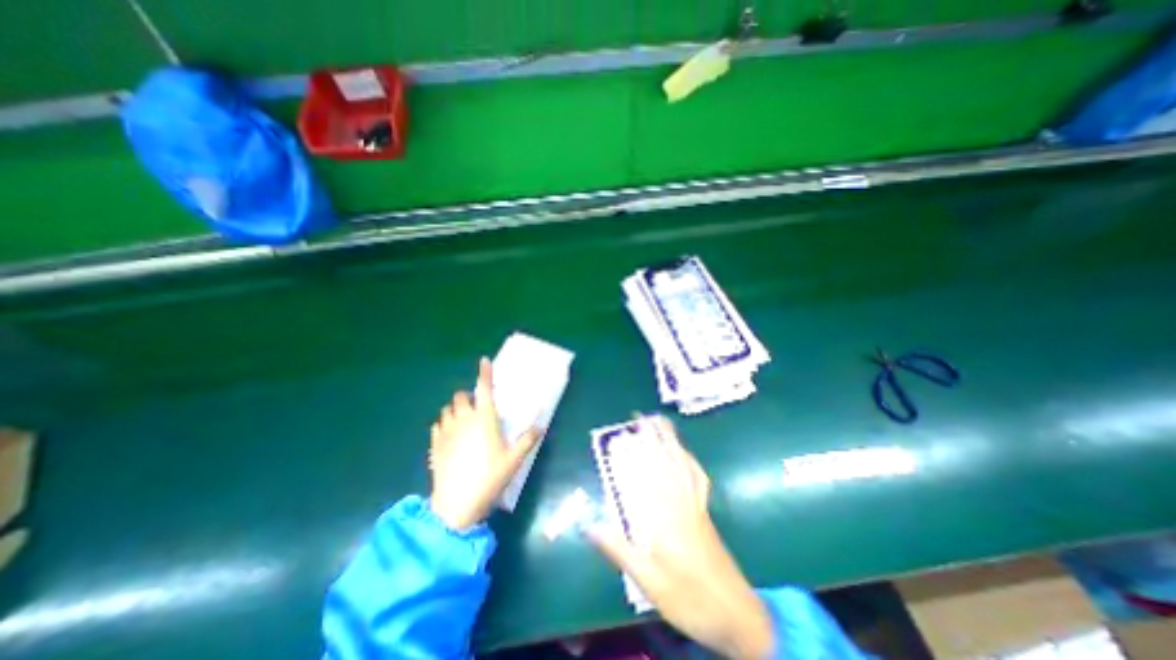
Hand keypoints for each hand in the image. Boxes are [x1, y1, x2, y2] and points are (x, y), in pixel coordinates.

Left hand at [430, 359, 544, 533]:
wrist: (457, 504)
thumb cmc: (490, 476)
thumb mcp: (514, 458)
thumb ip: (528, 439)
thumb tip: (541, 424)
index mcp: (484, 418)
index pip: (484, 388)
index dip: (485, 373)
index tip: (484, 360)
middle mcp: (463, 419)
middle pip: (460, 396)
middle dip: (468, 396)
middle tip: (477, 407)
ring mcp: (446, 431)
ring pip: (447, 409)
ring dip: (455, 409)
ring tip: (463, 420)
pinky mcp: (434, 444)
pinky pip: (437, 424)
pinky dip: (444, 423)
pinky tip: (450, 435)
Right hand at [589, 420, 773, 658]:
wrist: (737, 615)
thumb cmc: (691, 598)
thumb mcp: (649, 581)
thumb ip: (620, 550)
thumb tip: (589, 525)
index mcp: (667, 515)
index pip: (652, 471)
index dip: (643, 447)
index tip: (634, 426)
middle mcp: (682, 502)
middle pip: (670, 460)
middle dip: (658, 435)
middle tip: (645, 417)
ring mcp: (696, 505)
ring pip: (685, 465)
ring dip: (673, 442)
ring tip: (663, 426)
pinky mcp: (704, 512)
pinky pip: (698, 479)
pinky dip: (690, 462)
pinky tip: (685, 457)